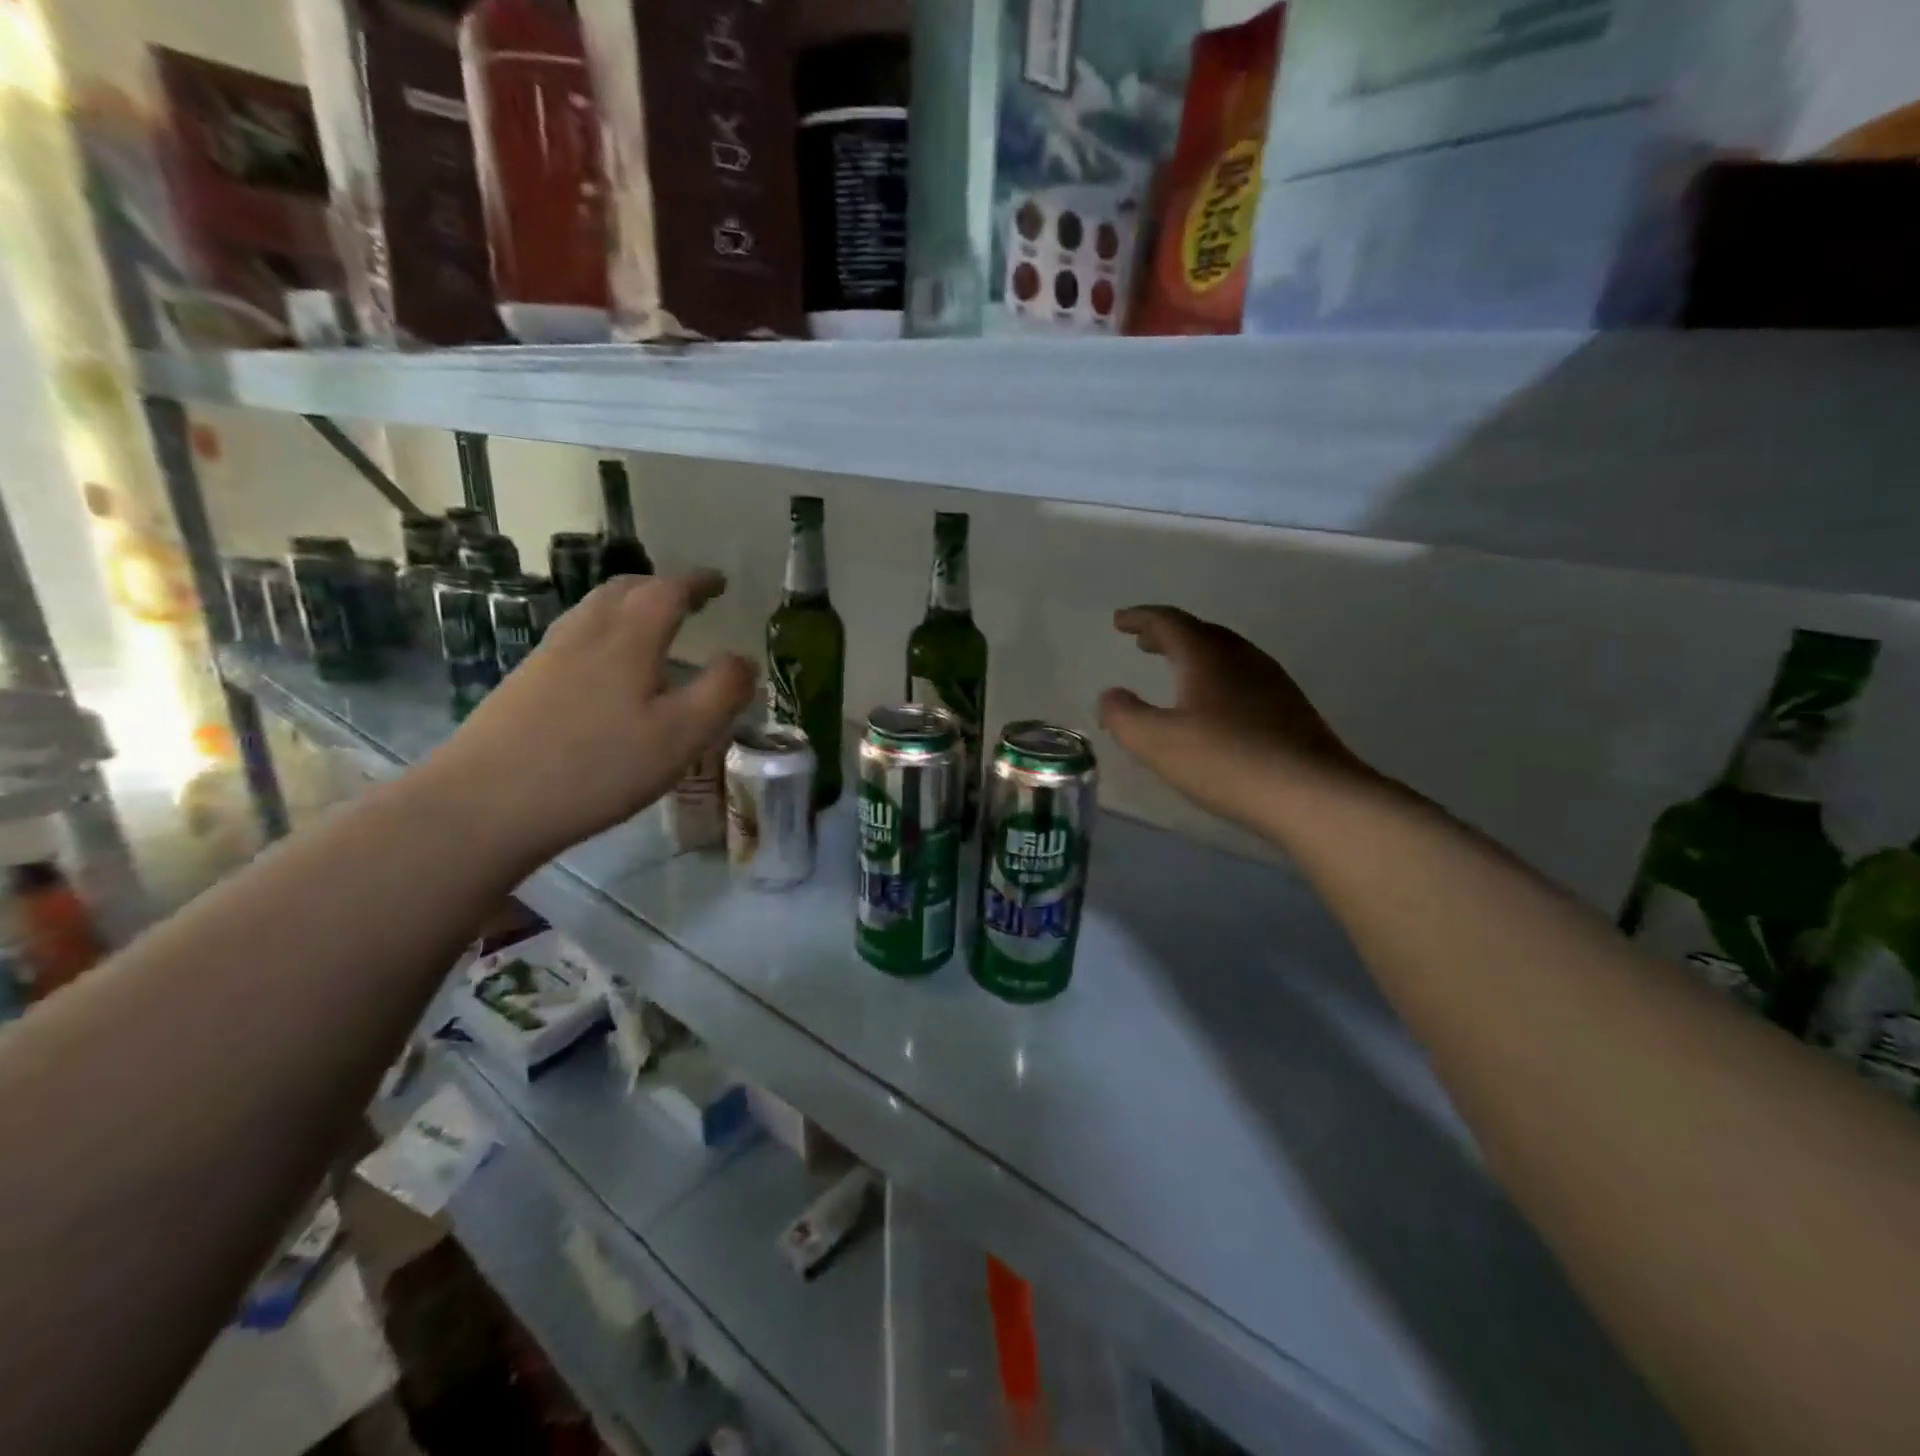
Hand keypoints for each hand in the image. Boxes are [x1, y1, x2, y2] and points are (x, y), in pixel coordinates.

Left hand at [423, 571, 756, 863]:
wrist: (485, 803)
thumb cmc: (598, 767)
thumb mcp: (681, 736)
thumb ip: (721, 693)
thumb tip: (745, 659)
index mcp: (628, 638)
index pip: (668, 591)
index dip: (697, 583)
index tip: (720, 583)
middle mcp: (585, 633)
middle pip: (624, 590)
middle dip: (661, 587)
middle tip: (689, 600)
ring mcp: (548, 656)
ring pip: (594, 611)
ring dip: (629, 605)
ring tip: (652, 626)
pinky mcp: (525, 683)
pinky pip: (575, 637)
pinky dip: (604, 631)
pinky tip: (607, 668)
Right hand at [1098, 606, 1374, 832]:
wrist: (1312, 794)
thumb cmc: (1225, 761)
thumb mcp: (1157, 742)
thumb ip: (1124, 716)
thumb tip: (1110, 696)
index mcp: (1206, 656)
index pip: (1169, 622)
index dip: (1140, 618)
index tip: (1119, 621)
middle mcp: (1242, 657)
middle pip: (1200, 633)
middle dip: (1168, 634)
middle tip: (1143, 641)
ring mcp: (1272, 682)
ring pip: (1226, 654)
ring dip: (1195, 655)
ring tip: (1175, 669)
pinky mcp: (1291, 709)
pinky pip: (1244, 677)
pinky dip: (1217, 677)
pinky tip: (1216, 705)